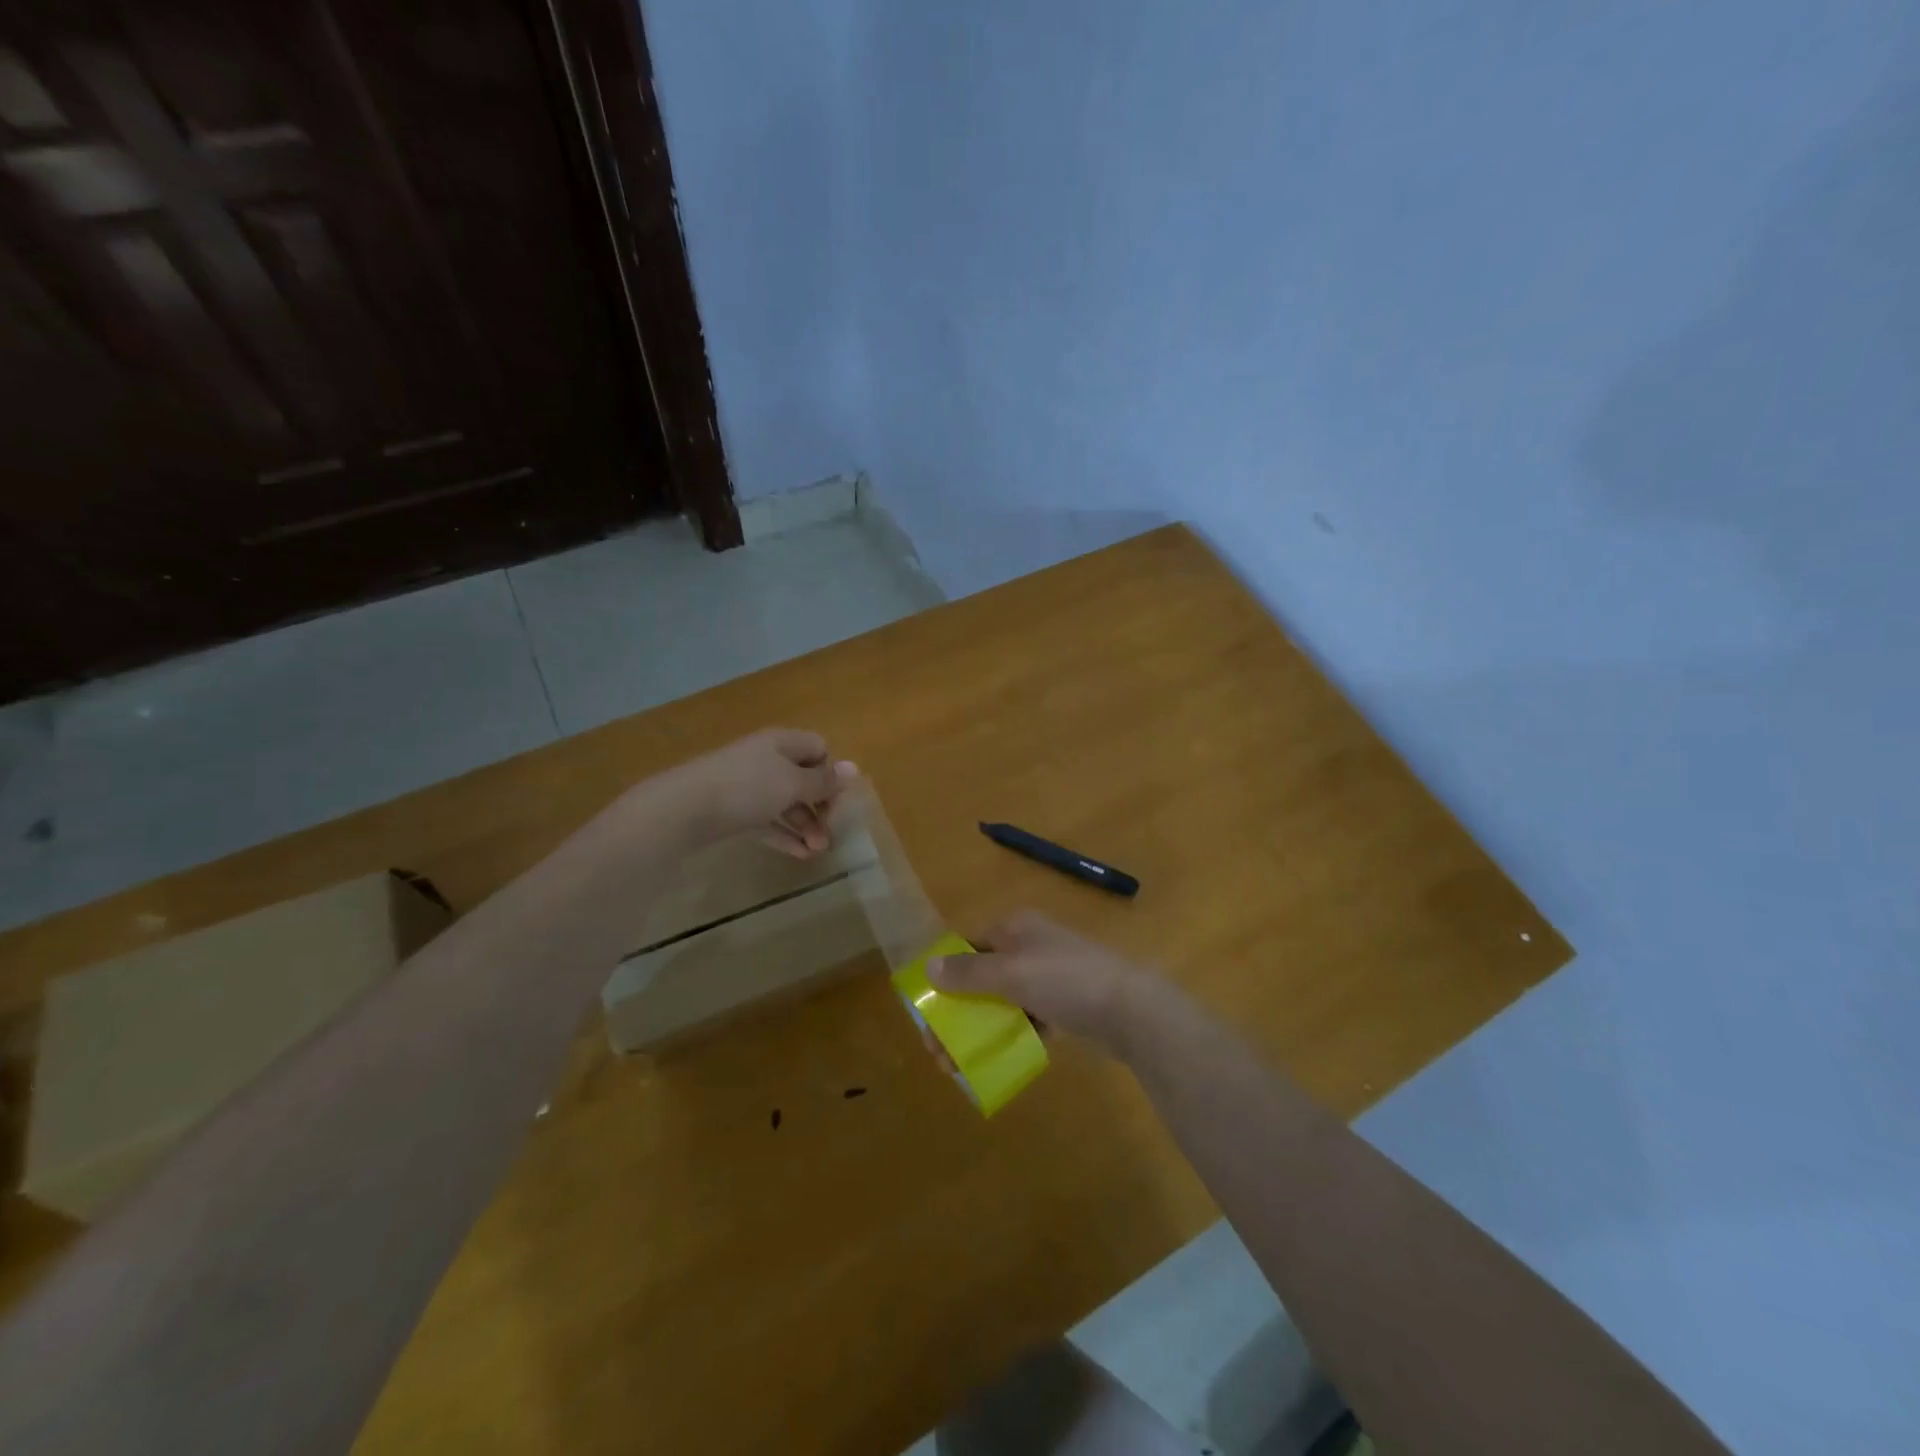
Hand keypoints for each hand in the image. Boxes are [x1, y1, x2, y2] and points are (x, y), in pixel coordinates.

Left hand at [668, 728, 857, 856]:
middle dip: (821, 805)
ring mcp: (747, 785)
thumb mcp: (792, 783)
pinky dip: (783, 834)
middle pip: (803, 778)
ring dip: (805, 825)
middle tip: (831, 832)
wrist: (683, 809)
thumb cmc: (746, 787)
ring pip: (786, 802)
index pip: (819, 749)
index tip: (836, 800)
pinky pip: (767, 820)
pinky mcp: (732, 810)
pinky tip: (799, 854)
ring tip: (817, 850)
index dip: (831, 772)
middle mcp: (766, 759)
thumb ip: (823, 781)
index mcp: (782, 743)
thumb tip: (854, 768)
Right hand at [926, 911, 1158, 1057]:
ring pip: (1001, 1002)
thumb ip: (969, 973)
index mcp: (1014, 928)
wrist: (1132, 1009)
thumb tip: (928, 966)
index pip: (966, 946)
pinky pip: (1025, 1019)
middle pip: (980, 978)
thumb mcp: (1012, 973)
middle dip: (956, 1013)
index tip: (926, 1013)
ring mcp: (1047, 976)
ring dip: (978, 1030)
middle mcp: (1028, 946)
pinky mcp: (1063, 1005)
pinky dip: (1008, 1036)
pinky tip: (993, 1062)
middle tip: (939, 1052)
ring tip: (958, 1066)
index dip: (943, 977)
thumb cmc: (1067, 981)